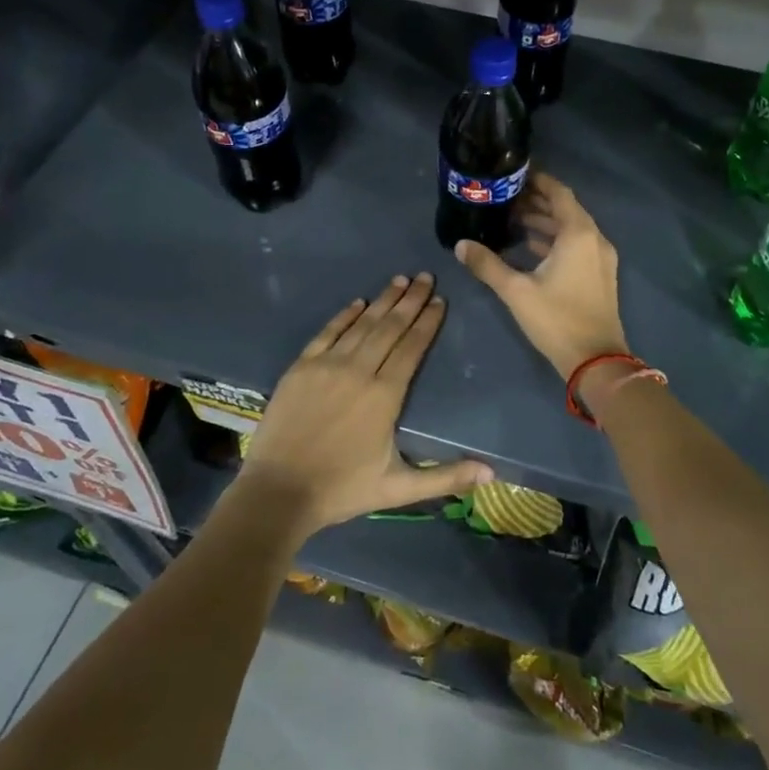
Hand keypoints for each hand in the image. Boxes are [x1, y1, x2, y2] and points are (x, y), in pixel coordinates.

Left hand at [237, 272, 493, 539]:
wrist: (277, 492)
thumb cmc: (342, 489)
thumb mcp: (398, 488)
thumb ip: (445, 477)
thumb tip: (491, 472)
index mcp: (384, 396)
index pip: (412, 348)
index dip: (427, 322)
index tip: (440, 301)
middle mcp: (358, 371)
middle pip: (389, 328)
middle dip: (410, 301)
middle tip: (426, 277)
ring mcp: (326, 365)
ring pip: (361, 325)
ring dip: (382, 300)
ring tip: (400, 280)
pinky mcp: (301, 367)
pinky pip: (327, 333)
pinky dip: (344, 315)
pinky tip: (358, 302)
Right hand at [453, 172, 629, 379]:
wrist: (596, 361)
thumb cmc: (557, 319)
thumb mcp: (516, 291)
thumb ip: (487, 265)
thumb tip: (460, 245)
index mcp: (578, 234)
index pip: (559, 193)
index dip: (538, 181)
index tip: (513, 176)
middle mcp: (594, 239)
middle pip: (565, 209)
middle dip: (537, 202)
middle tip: (505, 198)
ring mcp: (600, 258)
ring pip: (571, 229)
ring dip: (545, 222)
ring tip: (511, 219)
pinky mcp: (599, 274)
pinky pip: (576, 245)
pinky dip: (555, 240)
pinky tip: (529, 246)